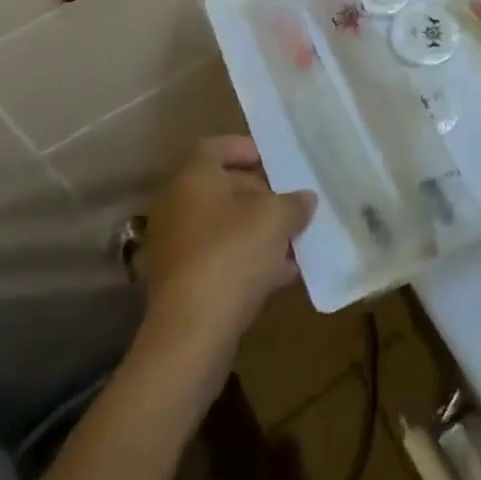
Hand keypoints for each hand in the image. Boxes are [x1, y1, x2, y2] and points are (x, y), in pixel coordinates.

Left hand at [138, 137, 316, 356]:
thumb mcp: (275, 220)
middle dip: (259, 195)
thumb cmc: (232, 255)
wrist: (190, 332)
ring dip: (255, 231)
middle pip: (221, 187)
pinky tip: (279, 276)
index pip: (217, 147)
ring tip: (292, 242)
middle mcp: (177, 203)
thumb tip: (305, 198)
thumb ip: (293, 203)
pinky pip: (217, 258)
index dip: (247, 150)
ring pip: (222, 226)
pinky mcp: (180, 281)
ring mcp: (175, 244)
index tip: (276, 164)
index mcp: (194, 176)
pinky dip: (244, 260)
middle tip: (290, 205)